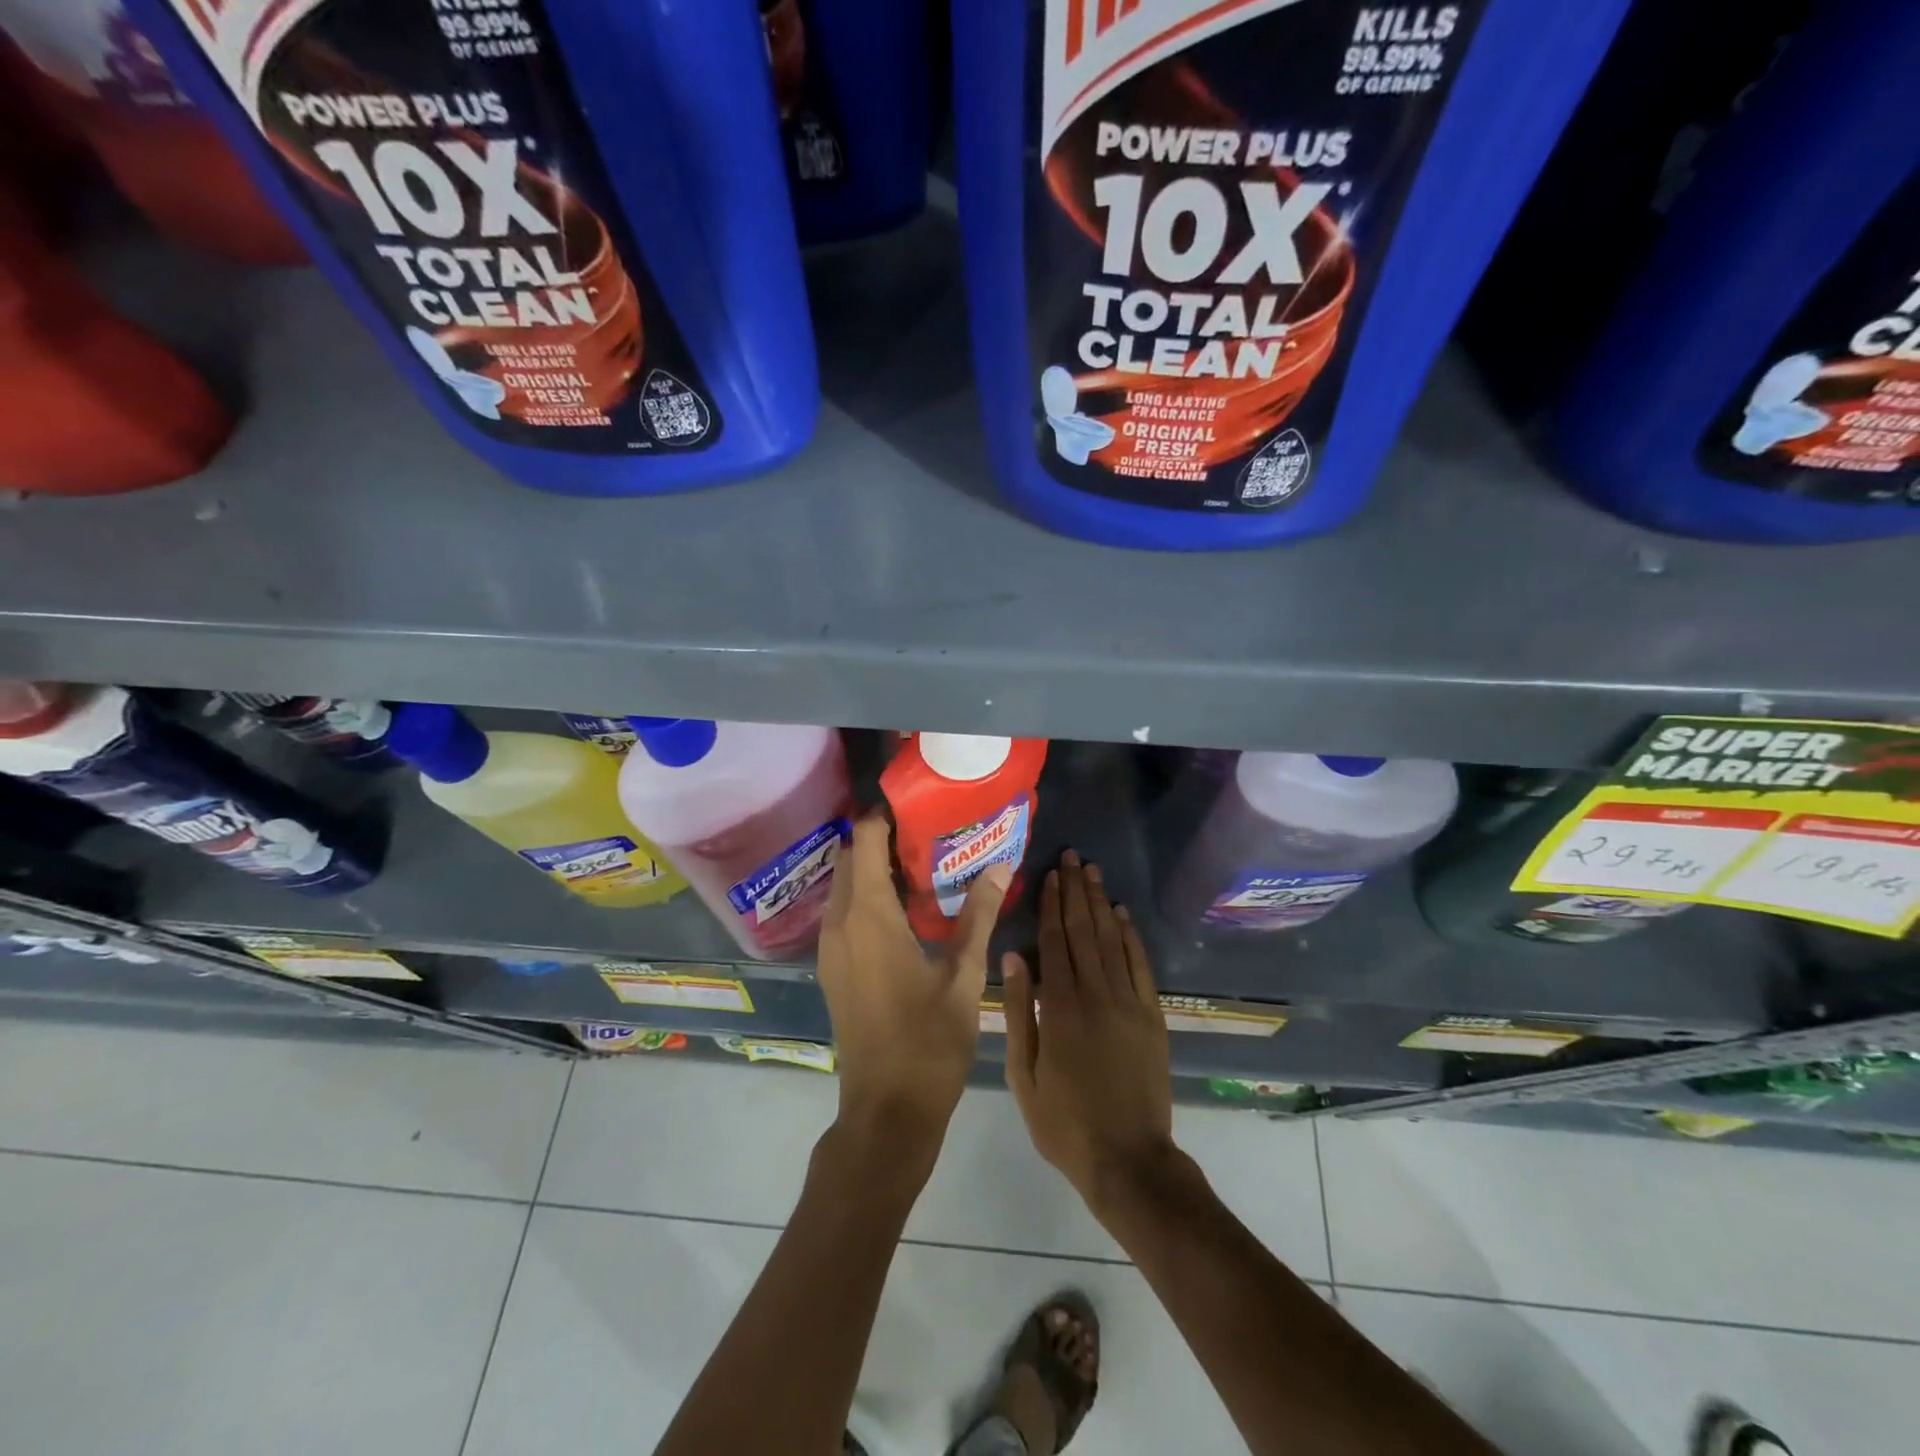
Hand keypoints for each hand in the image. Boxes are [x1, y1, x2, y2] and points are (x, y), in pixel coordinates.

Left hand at [815, 814, 1010, 1172]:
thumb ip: (980, 916)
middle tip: (929, 833)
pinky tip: (906, 908)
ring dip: (874, 867)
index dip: (886, 815)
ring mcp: (830, 947)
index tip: (919, 805)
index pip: (867, 840)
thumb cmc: (929, 1041)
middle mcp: (840, 922)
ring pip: (845, 885)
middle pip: (852, 858)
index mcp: (869, 916)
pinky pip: (844, 911)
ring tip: (922, 864)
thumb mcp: (964, 976)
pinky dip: (867, 896)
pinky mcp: (832, 966)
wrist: (887, 1110)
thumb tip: (1002, 866)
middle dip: (882, 837)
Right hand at [1003, 851, 1174, 1214]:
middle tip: (1074, 857)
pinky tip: (1123, 914)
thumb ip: (1018, 1012)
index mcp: (1059, 1008)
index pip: (1054, 942)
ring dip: (1101, 903)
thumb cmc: (1064, 1122)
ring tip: (1093, 872)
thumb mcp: (1024, 1074)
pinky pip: (1140, 966)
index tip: (1049, 873)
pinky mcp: (1152, 1016)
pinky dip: (1132, 936)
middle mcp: (1095, 994)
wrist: (1128, 1161)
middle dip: (1076, 891)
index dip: (1051, 904)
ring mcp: (1129, 1003)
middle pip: (1084, 931)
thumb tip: (1012, 957)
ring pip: (1112, 940)